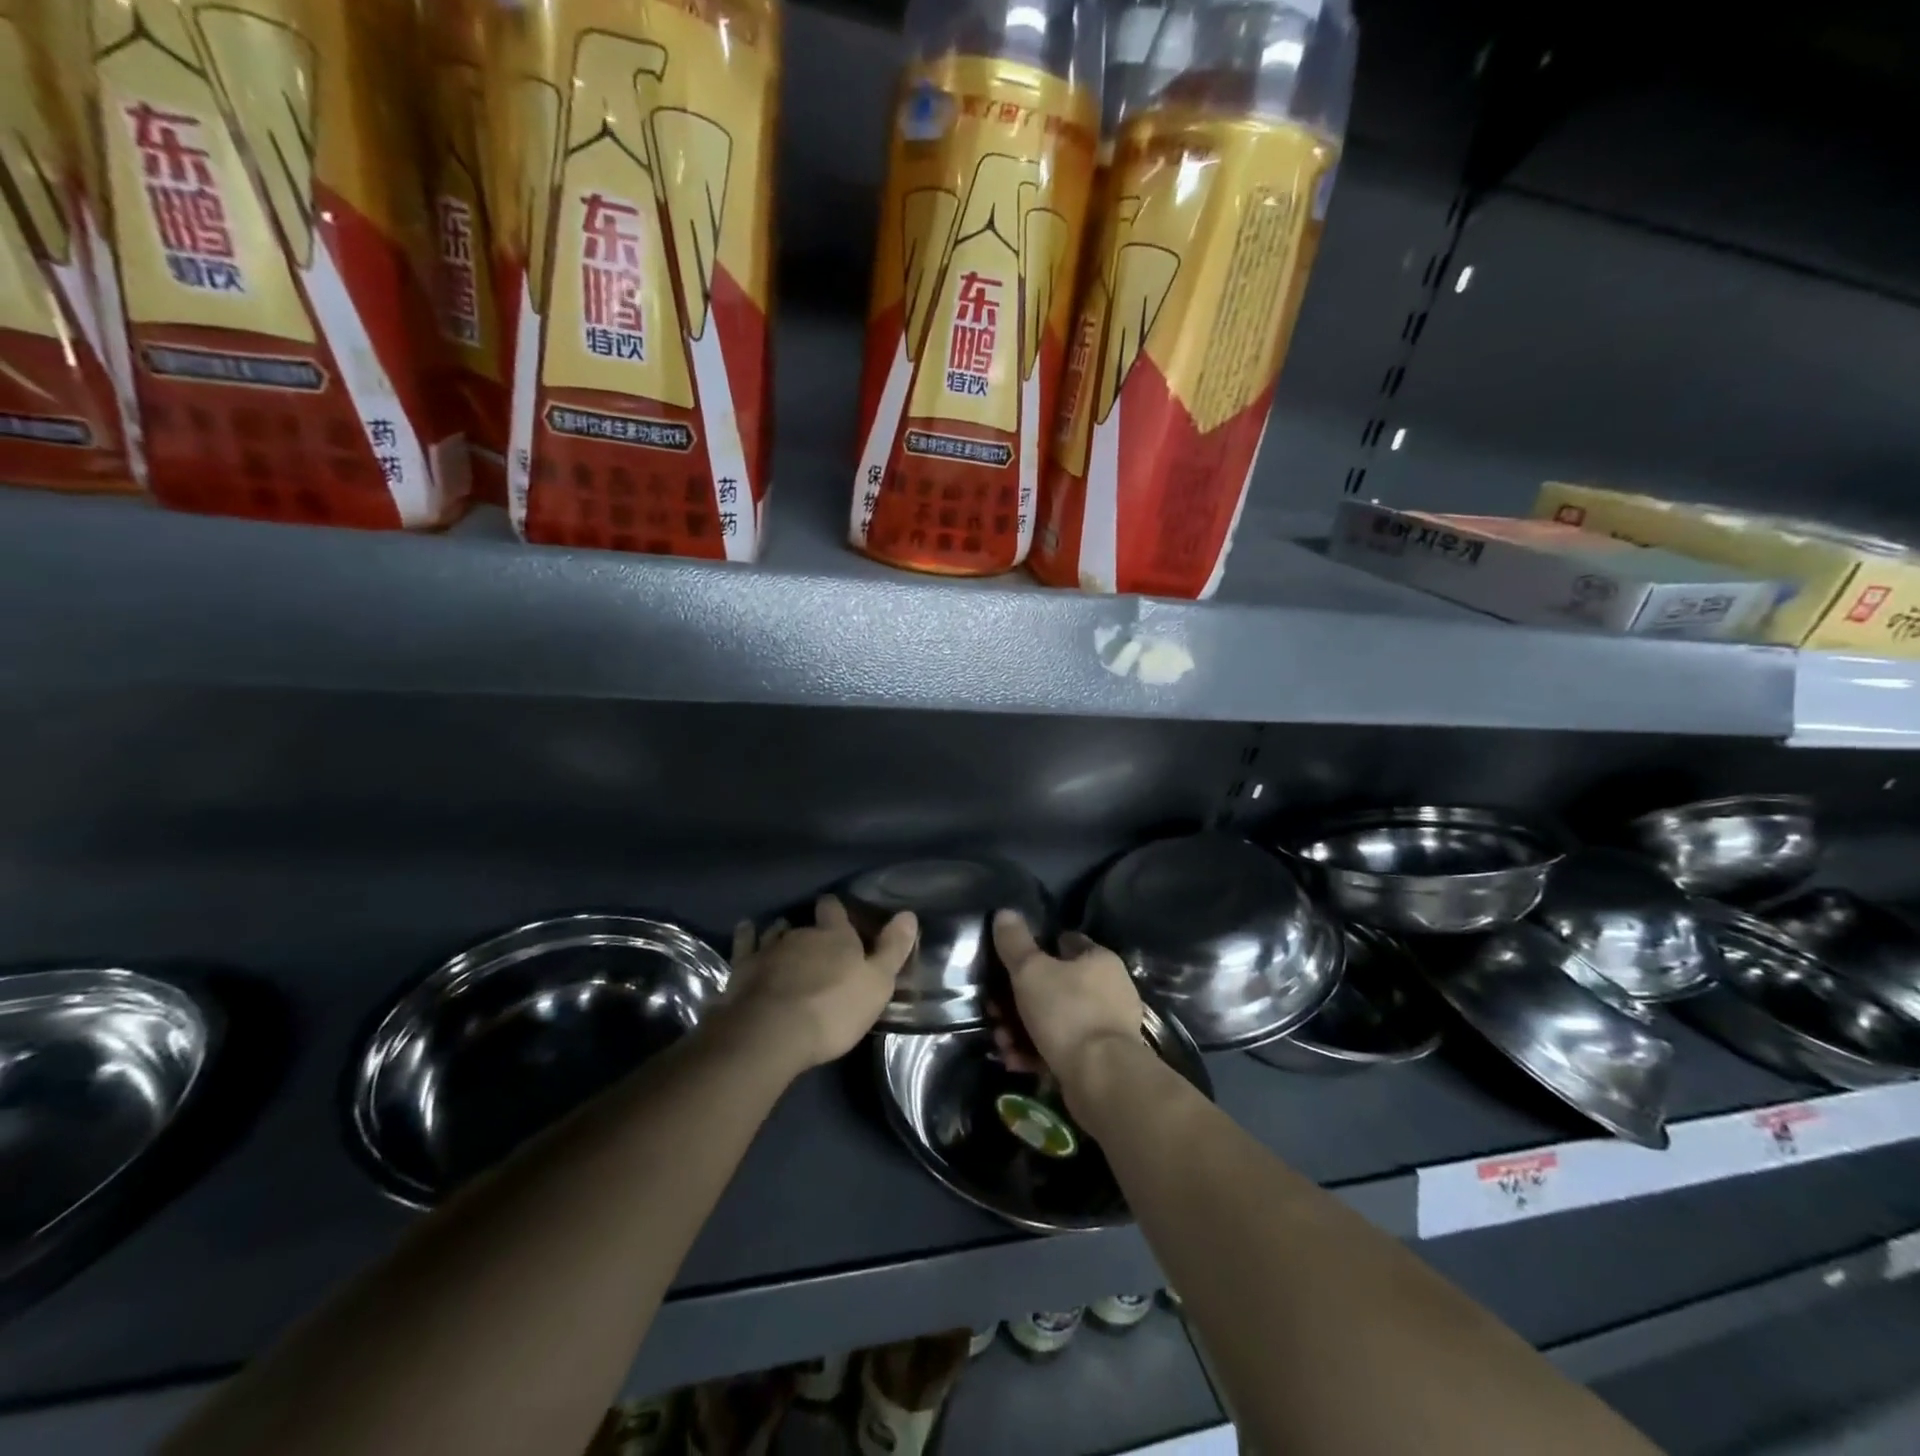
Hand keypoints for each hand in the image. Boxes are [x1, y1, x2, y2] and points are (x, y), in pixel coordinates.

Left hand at [721, 895, 916, 1074]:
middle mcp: (801, 933)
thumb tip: (909, 914)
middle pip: (806, 924)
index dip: (836, 910)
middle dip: (810, 931)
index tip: (838, 913)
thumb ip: (893, 949)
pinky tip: (746, 930)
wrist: (772, 1033)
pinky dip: (746, 936)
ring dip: (780, 933)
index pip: (834, 909)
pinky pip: (744, 943)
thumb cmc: (833, 1010)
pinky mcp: (742, 969)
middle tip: (815, 945)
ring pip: (775, 931)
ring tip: (782, 937)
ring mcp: (768, 949)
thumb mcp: (877, 984)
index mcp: (835, 936)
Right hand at [990, 911, 1144, 1095]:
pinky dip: (1036, 1053)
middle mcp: (1109, 989)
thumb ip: (1015, 942)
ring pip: (1055, 1020)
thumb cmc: (1067, 1012)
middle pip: (1055, 985)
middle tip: (994, 1010)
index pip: (1065, 942)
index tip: (1009, 963)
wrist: (1102, 1079)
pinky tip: (1014, 1061)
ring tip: (1001, 1041)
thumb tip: (1005, 913)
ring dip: (1022, 1029)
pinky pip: (1061, 1049)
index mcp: (1099, 960)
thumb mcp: (1031, 970)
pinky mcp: (1099, 1060)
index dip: (1036, 949)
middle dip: (1019, 998)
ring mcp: (1106, 1027)